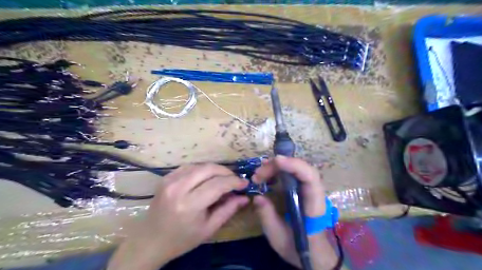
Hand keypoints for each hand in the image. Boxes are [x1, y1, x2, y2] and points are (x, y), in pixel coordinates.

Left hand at [107, 163, 249, 268]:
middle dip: (226, 172)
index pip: (218, 184)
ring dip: (215, 169)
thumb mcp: (209, 229)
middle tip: (235, 180)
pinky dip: (202, 169)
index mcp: (189, 205)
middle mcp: (178, 188)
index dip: (234, 182)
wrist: (150, 240)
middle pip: (209, 169)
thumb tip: (244, 197)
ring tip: (223, 179)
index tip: (245, 183)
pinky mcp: (166, 177)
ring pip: (200, 165)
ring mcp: (170, 180)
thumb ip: (228, 210)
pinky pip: (190, 166)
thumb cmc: (182, 239)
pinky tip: (207, 178)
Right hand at [253, 157, 338, 269]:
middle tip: (258, 175)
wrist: (311, 252)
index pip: (310, 177)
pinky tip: (267, 175)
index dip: (295, 165)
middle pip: (301, 168)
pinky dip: (279, 170)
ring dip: (277, 167)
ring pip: (297, 168)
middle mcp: (314, 192)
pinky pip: (293, 173)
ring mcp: (309, 189)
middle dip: (278, 166)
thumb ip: (267, 217)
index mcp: (314, 205)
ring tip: (259, 174)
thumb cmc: (297, 246)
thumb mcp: (278, 237)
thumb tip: (257, 197)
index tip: (276, 161)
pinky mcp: (302, 189)